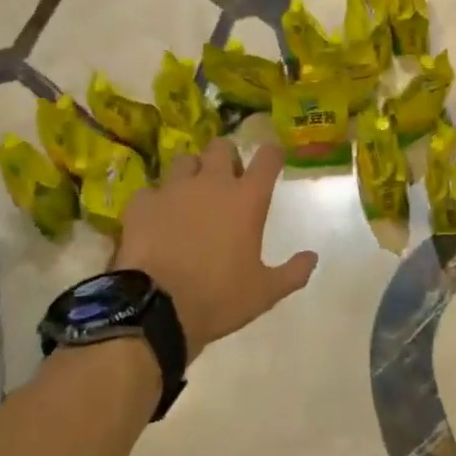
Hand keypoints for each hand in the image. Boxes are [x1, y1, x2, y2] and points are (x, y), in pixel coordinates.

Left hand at [118, 139, 316, 361]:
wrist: (156, 309)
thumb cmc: (219, 297)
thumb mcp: (264, 292)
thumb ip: (293, 272)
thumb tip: (313, 257)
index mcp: (247, 198)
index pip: (267, 156)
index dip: (272, 154)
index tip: (273, 159)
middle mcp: (212, 183)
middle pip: (222, 146)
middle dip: (226, 157)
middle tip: (227, 179)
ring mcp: (174, 189)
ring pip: (184, 159)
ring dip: (191, 172)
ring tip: (190, 194)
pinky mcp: (142, 203)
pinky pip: (151, 190)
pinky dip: (155, 200)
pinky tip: (155, 218)